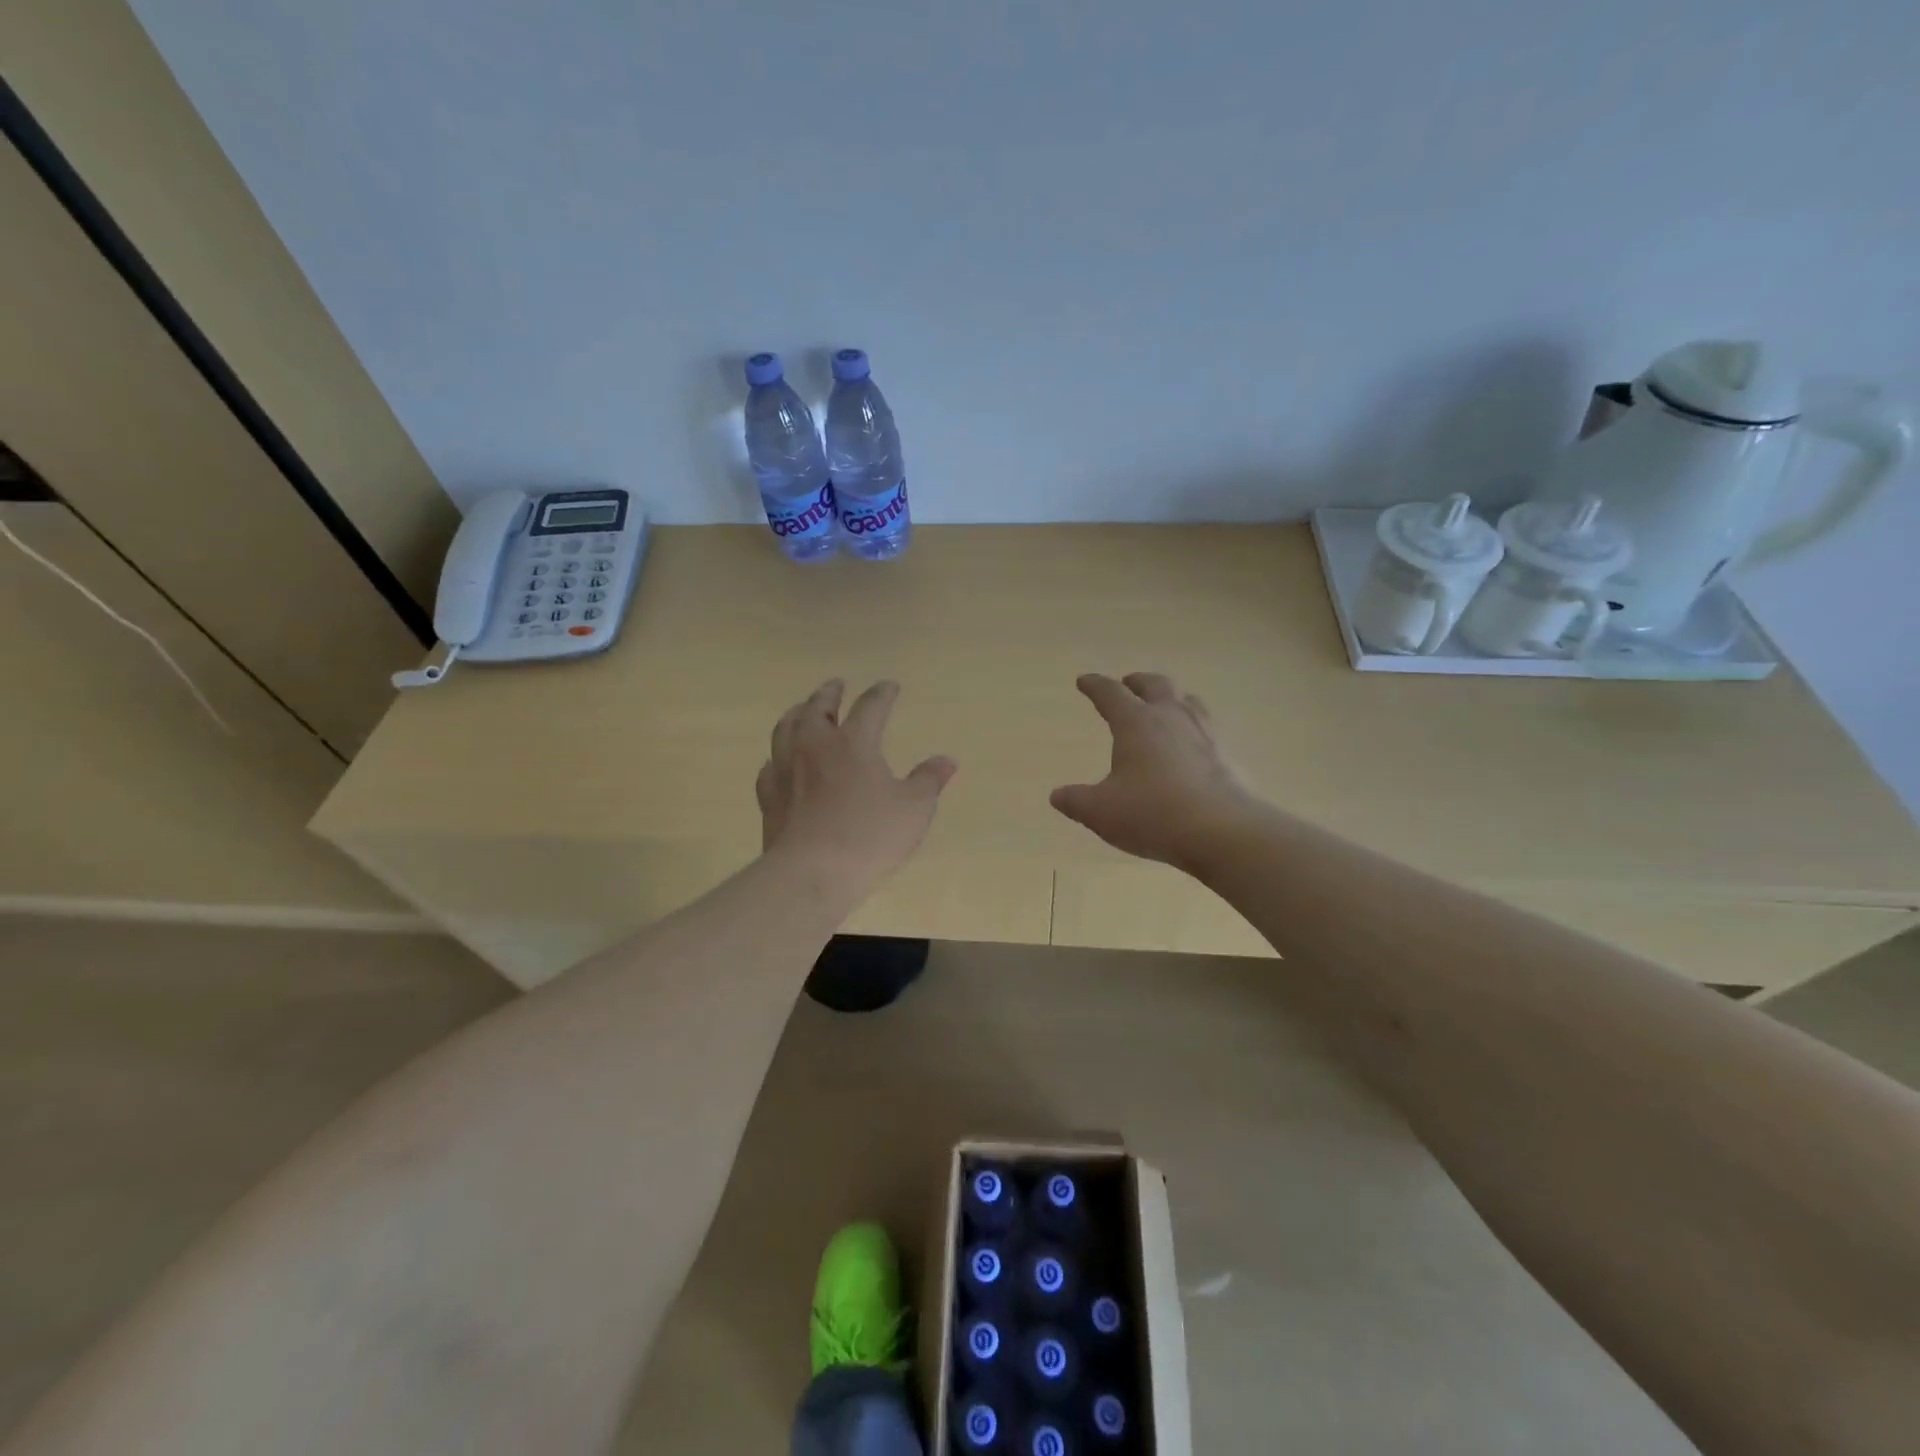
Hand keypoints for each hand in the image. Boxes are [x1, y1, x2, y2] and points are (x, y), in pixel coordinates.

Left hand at [756, 679, 956, 900]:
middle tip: (836, 685)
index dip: (882, 694)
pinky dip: (777, 755)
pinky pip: (769, 765)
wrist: (810, 873)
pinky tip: (779, 760)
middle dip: (829, 694)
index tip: (889, 686)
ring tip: (802, 710)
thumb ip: (929, 781)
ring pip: (786, 728)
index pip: (870, 706)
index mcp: (853, 743)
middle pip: (818, 708)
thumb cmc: (869, 837)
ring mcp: (785, 769)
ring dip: (797, 714)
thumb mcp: (913, 809)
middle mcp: (814, 746)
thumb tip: (947, 761)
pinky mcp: (768, 797)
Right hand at [1050, 672, 1257, 869]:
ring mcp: (1206, 734)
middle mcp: (1172, 718)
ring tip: (1166, 704)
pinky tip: (1194, 743)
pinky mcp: (1228, 756)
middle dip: (1138, 681)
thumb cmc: (1152, 814)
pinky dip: (1194, 727)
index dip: (1095, 686)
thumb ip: (1076, 801)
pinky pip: (1209, 728)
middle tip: (1128, 683)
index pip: (1111, 694)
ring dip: (1173, 697)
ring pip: (1188, 701)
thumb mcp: (1101, 812)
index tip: (1084, 681)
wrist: (1223, 831)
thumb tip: (1057, 795)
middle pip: (1156, 685)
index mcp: (1136, 723)